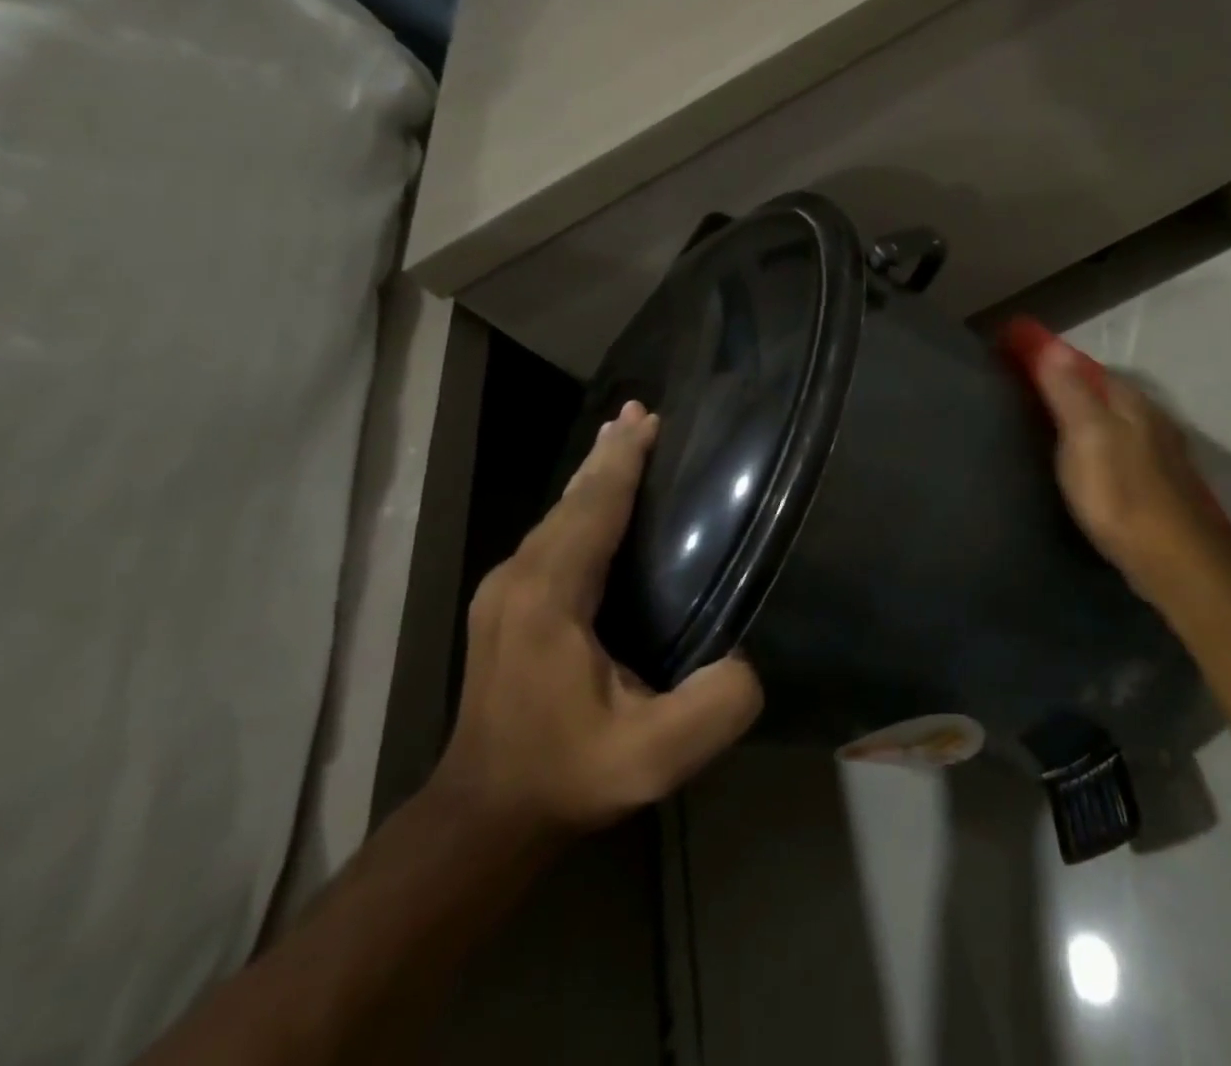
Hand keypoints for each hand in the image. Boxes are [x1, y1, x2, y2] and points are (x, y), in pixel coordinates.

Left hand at [434, 402, 762, 840]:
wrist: (484, 818)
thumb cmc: (568, 777)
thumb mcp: (653, 759)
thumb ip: (713, 707)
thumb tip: (746, 656)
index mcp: (549, 598)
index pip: (592, 508)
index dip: (623, 461)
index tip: (651, 419)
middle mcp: (518, 578)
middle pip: (572, 498)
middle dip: (610, 453)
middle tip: (643, 411)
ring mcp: (504, 590)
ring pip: (559, 512)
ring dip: (595, 473)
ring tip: (625, 435)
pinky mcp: (506, 603)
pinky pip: (552, 533)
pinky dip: (582, 501)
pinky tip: (598, 495)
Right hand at [1029, 339, 1230, 611]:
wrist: (1174, 560)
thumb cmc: (1120, 492)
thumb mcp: (1086, 435)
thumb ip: (1069, 390)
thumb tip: (1052, 344)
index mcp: (1130, 400)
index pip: (1086, 366)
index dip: (1052, 360)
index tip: (1019, 358)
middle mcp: (1150, 418)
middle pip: (1104, 393)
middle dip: (1072, 388)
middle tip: (1031, 395)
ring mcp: (1161, 453)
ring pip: (1117, 423)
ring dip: (1090, 418)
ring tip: (1055, 428)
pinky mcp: (1161, 486)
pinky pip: (1123, 451)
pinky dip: (1103, 447)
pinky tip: (1091, 464)